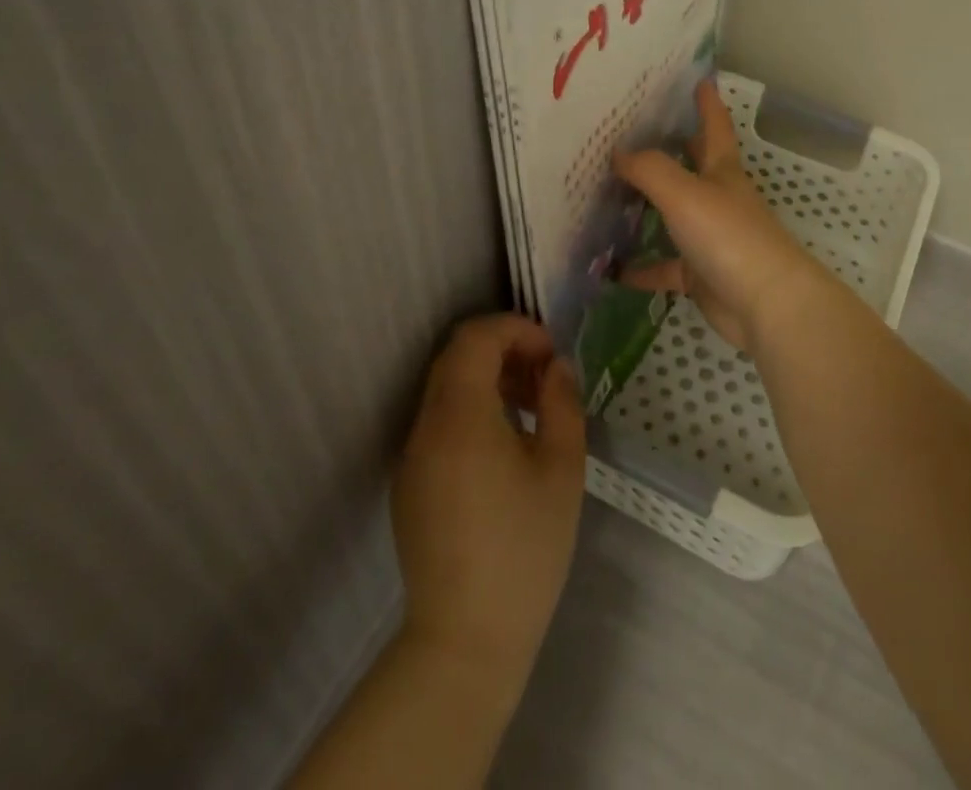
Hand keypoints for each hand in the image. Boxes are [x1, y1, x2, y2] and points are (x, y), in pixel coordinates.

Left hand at [391, 314, 585, 690]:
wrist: (466, 641)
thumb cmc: (524, 549)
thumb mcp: (562, 469)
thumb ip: (562, 403)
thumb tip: (556, 367)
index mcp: (460, 417)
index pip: (475, 338)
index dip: (515, 330)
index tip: (550, 354)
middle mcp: (425, 427)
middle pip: (456, 358)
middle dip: (504, 352)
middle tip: (545, 379)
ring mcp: (411, 457)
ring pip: (446, 389)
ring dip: (488, 380)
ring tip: (531, 410)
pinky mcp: (408, 485)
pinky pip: (439, 424)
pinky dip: (471, 411)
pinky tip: (504, 448)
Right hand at [614, 78, 826, 352]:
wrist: (766, 305)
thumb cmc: (729, 236)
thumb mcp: (684, 193)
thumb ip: (649, 169)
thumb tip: (618, 151)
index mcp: (722, 171)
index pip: (714, 125)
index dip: (707, 102)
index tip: (698, 79)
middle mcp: (718, 198)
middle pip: (693, 166)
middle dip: (671, 148)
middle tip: (633, 133)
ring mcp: (710, 237)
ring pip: (673, 216)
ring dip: (646, 208)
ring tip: (606, 196)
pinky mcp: (701, 275)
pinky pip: (664, 267)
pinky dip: (641, 268)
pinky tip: (610, 268)